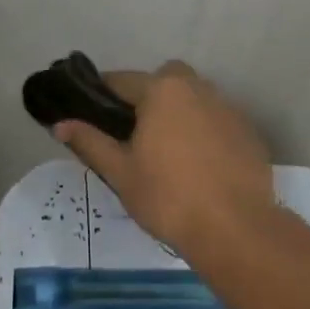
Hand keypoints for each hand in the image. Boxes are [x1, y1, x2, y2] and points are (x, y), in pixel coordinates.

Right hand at [52, 60, 276, 256]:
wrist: (234, 229)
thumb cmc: (167, 198)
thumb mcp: (120, 172)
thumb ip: (90, 142)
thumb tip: (60, 124)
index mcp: (162, 92)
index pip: (122, 80)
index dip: (102, 95)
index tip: (91, 114)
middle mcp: (198, 89)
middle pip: (165, 79)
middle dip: (148, 96)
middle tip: (136, 134)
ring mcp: (229, 109)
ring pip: (195, 99)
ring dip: (178, 113)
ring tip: (167, 153)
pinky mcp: (249, 133)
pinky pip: (217, 122)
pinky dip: (204, 133)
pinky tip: (199, 167)